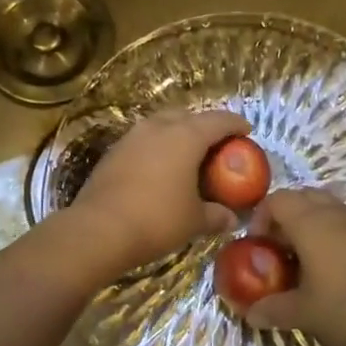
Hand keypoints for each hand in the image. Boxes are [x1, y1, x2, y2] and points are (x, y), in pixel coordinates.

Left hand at [66, 109, 249, 274]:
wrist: (99, 230)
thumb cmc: (157, 220)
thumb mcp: (194, 221)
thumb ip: (217, 216)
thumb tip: (232, 219)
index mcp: (185, 136)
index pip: (218, 120)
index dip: (235, 124)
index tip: (247, 131)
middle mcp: (158, 128)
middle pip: (187, 115)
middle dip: (203, 125)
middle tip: (215, 144)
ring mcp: (131, 138)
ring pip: (160, 125)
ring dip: (176, 134)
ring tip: (186, 155)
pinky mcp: (112, 153)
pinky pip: (142, 142)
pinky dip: (156, 149)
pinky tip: (158, 169)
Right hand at [240, 188, 345, 345]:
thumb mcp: (304, 313)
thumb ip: (273, 310)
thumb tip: (249, 315)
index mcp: (310, 222)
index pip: (276, 200)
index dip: (260, 218)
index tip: (257, 246)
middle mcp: (335, 212)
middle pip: (301, 198)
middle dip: (284, 219)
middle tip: (278, 250)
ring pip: (326, 209)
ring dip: (310, 226)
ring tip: (304, 260)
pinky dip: (332, 236)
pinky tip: (334, 270)